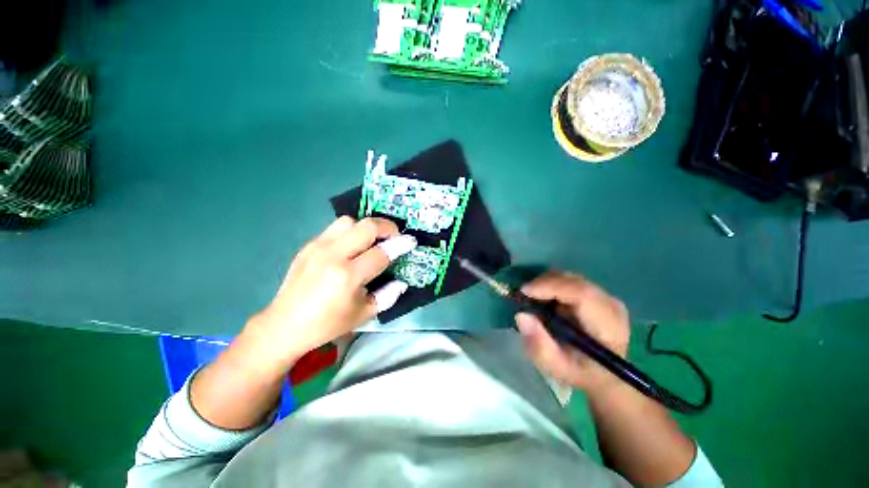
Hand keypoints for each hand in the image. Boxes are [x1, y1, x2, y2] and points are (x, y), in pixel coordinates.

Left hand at [242, 216, 416, 371]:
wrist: (284, 324)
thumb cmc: (328, 324)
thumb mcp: (364, 314)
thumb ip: (388, 295)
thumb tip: (402, 281)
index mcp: (348, 276)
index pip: (382, 252)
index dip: (400, 245)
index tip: (411, 241)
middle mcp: (333, 255)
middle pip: (366, 226)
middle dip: (387, 227)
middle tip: (394, 236)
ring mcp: (318, 247)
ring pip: (349, 221)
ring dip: (366, 227)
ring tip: (372, 239)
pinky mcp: (308, 245)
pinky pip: (335, 228)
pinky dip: (351, 231)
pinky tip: (352, 245)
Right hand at [515, 271, 629, 393]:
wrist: (605, 375)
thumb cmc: (581, 374)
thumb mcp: (558, 368)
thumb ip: (539, 346)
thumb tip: (521, 315)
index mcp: (608, 326)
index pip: (581, 293)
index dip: (550, 287)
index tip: (524, 291)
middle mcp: (611, 305)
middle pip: (574, 281)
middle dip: (544, 283)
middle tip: (523, 296)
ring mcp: (606, 297)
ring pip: (570, 278)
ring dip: (547, 284)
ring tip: (533, 299)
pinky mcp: (598, 294)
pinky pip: (570, 281)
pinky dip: (552, 285)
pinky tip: (545, 299)